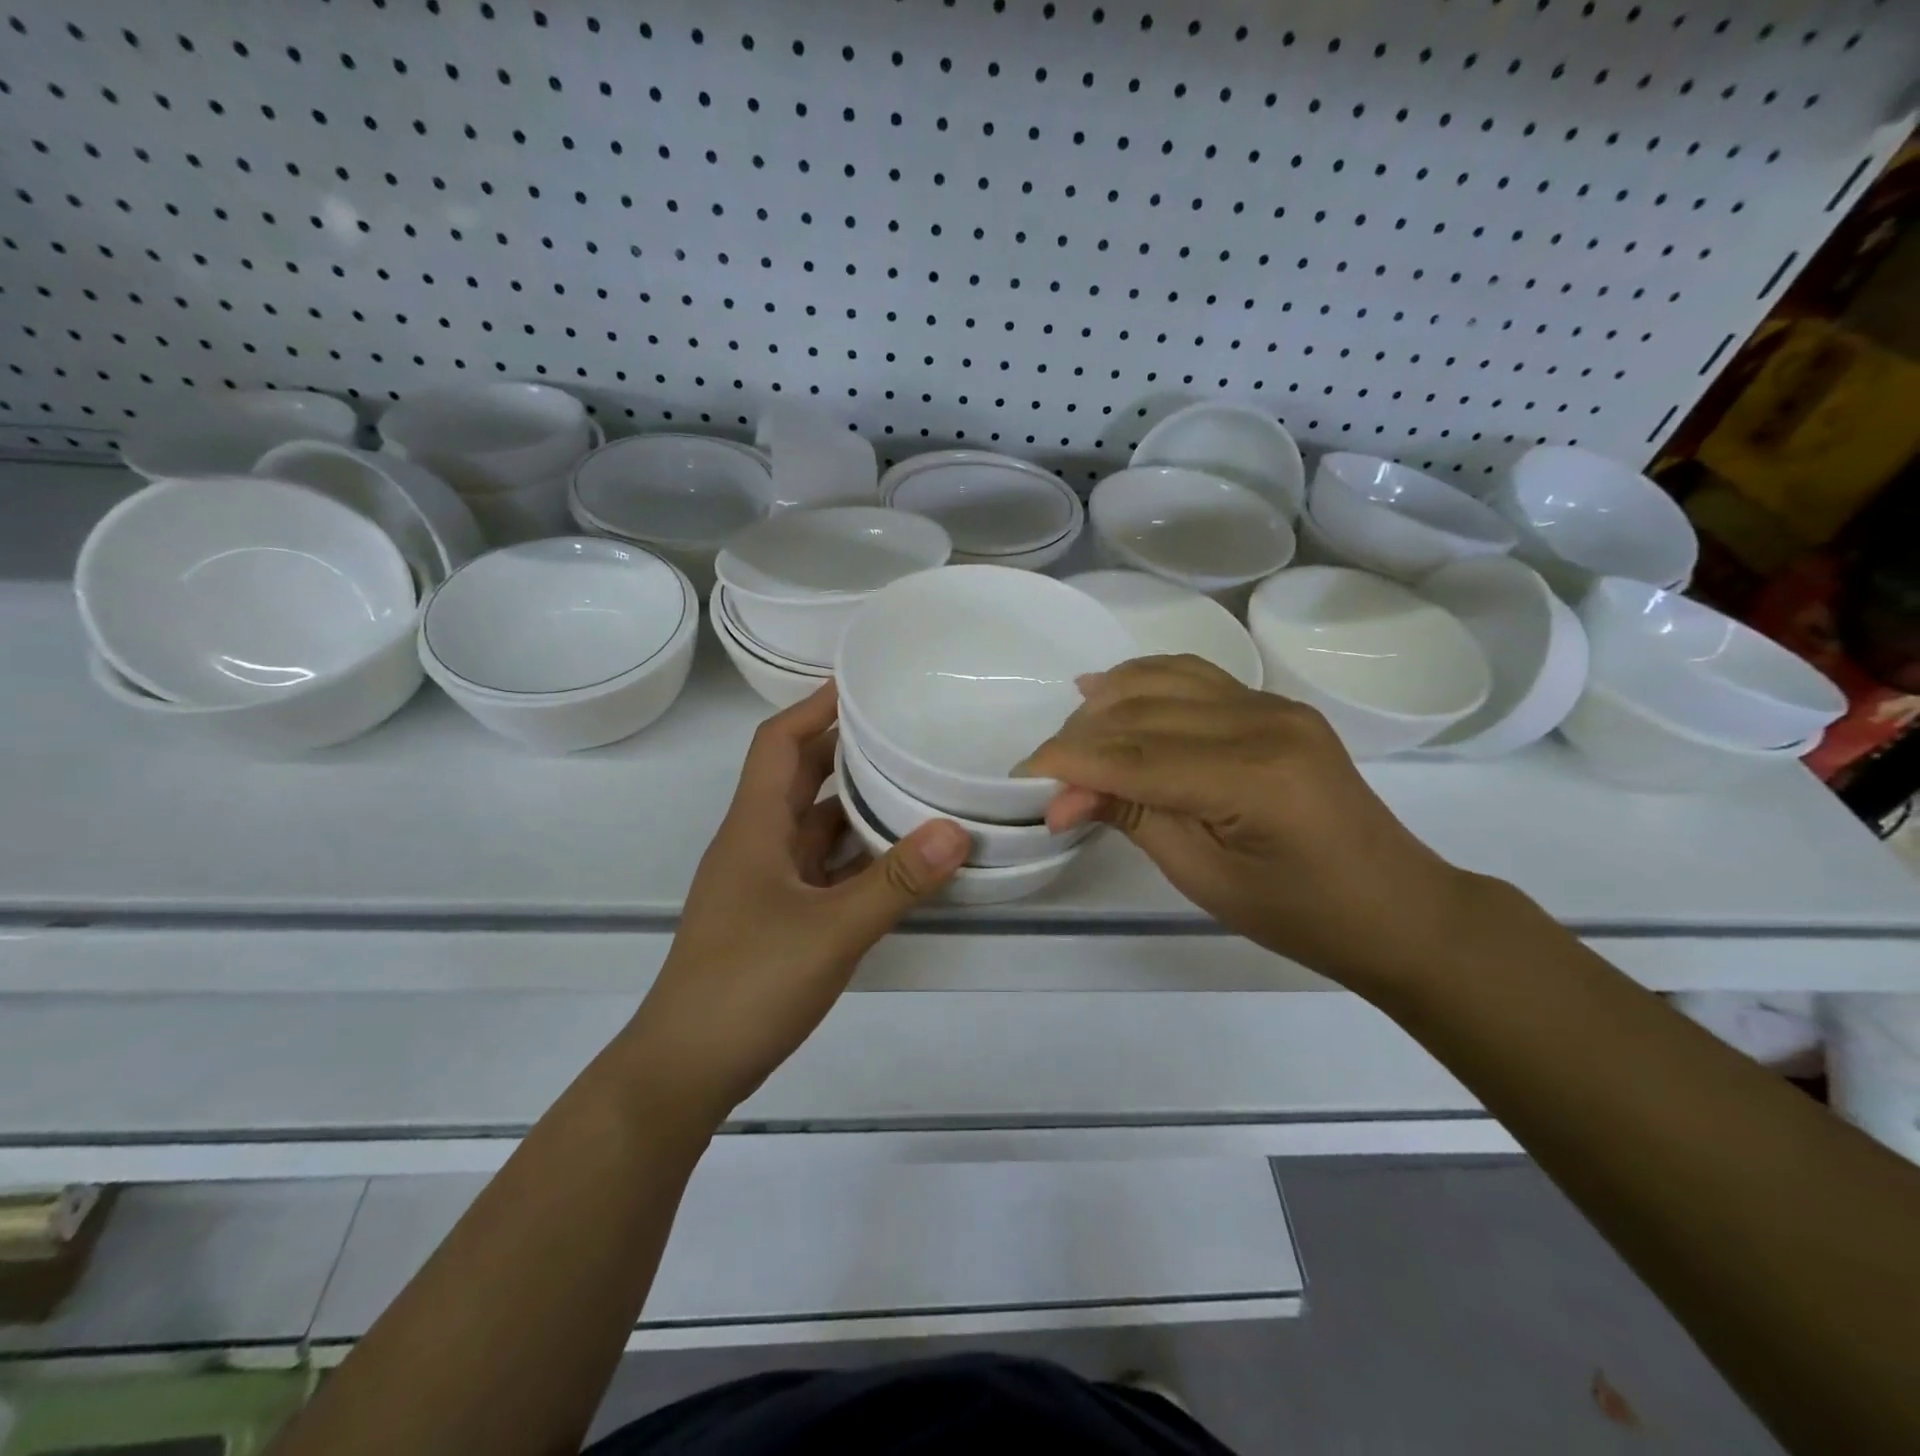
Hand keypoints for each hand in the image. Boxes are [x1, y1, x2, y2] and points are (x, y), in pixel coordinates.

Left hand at [627, 685, 968, 1123]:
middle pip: (799, 777)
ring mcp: (764, 883)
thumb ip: (895, 882)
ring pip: (814, 826)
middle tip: (905, 730)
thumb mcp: (830, 932)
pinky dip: (856, 856)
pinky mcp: (776, 917)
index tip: (863, 685)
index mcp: (754, 828)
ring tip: (915, 786)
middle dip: (846, 749)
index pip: (779, 743)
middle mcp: (756, 844)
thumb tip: (956, 830)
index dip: (815, 707)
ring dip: (856, 806)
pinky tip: (899, 861)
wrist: (685, 1070)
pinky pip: (822, 868)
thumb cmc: (746, 986)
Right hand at [1023, 655, 1480, 989]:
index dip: (1070, 765)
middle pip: (1142, 711)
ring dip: (1105, 702)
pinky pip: (1193, 675)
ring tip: (1068, 735)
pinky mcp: (1272, 704)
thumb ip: (1133, 818)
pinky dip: (1143, 679)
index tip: (1021, 781)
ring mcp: (1271, 704)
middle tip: (1044, 777)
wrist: (1392, 904)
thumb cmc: (1299, 913)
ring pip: (1162, 680)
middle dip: (1079, 738)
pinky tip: (1107, 688)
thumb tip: (1061, 796)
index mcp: (1254, 776)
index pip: (1135, 755)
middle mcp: (1263, 721)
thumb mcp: (1205, 878)